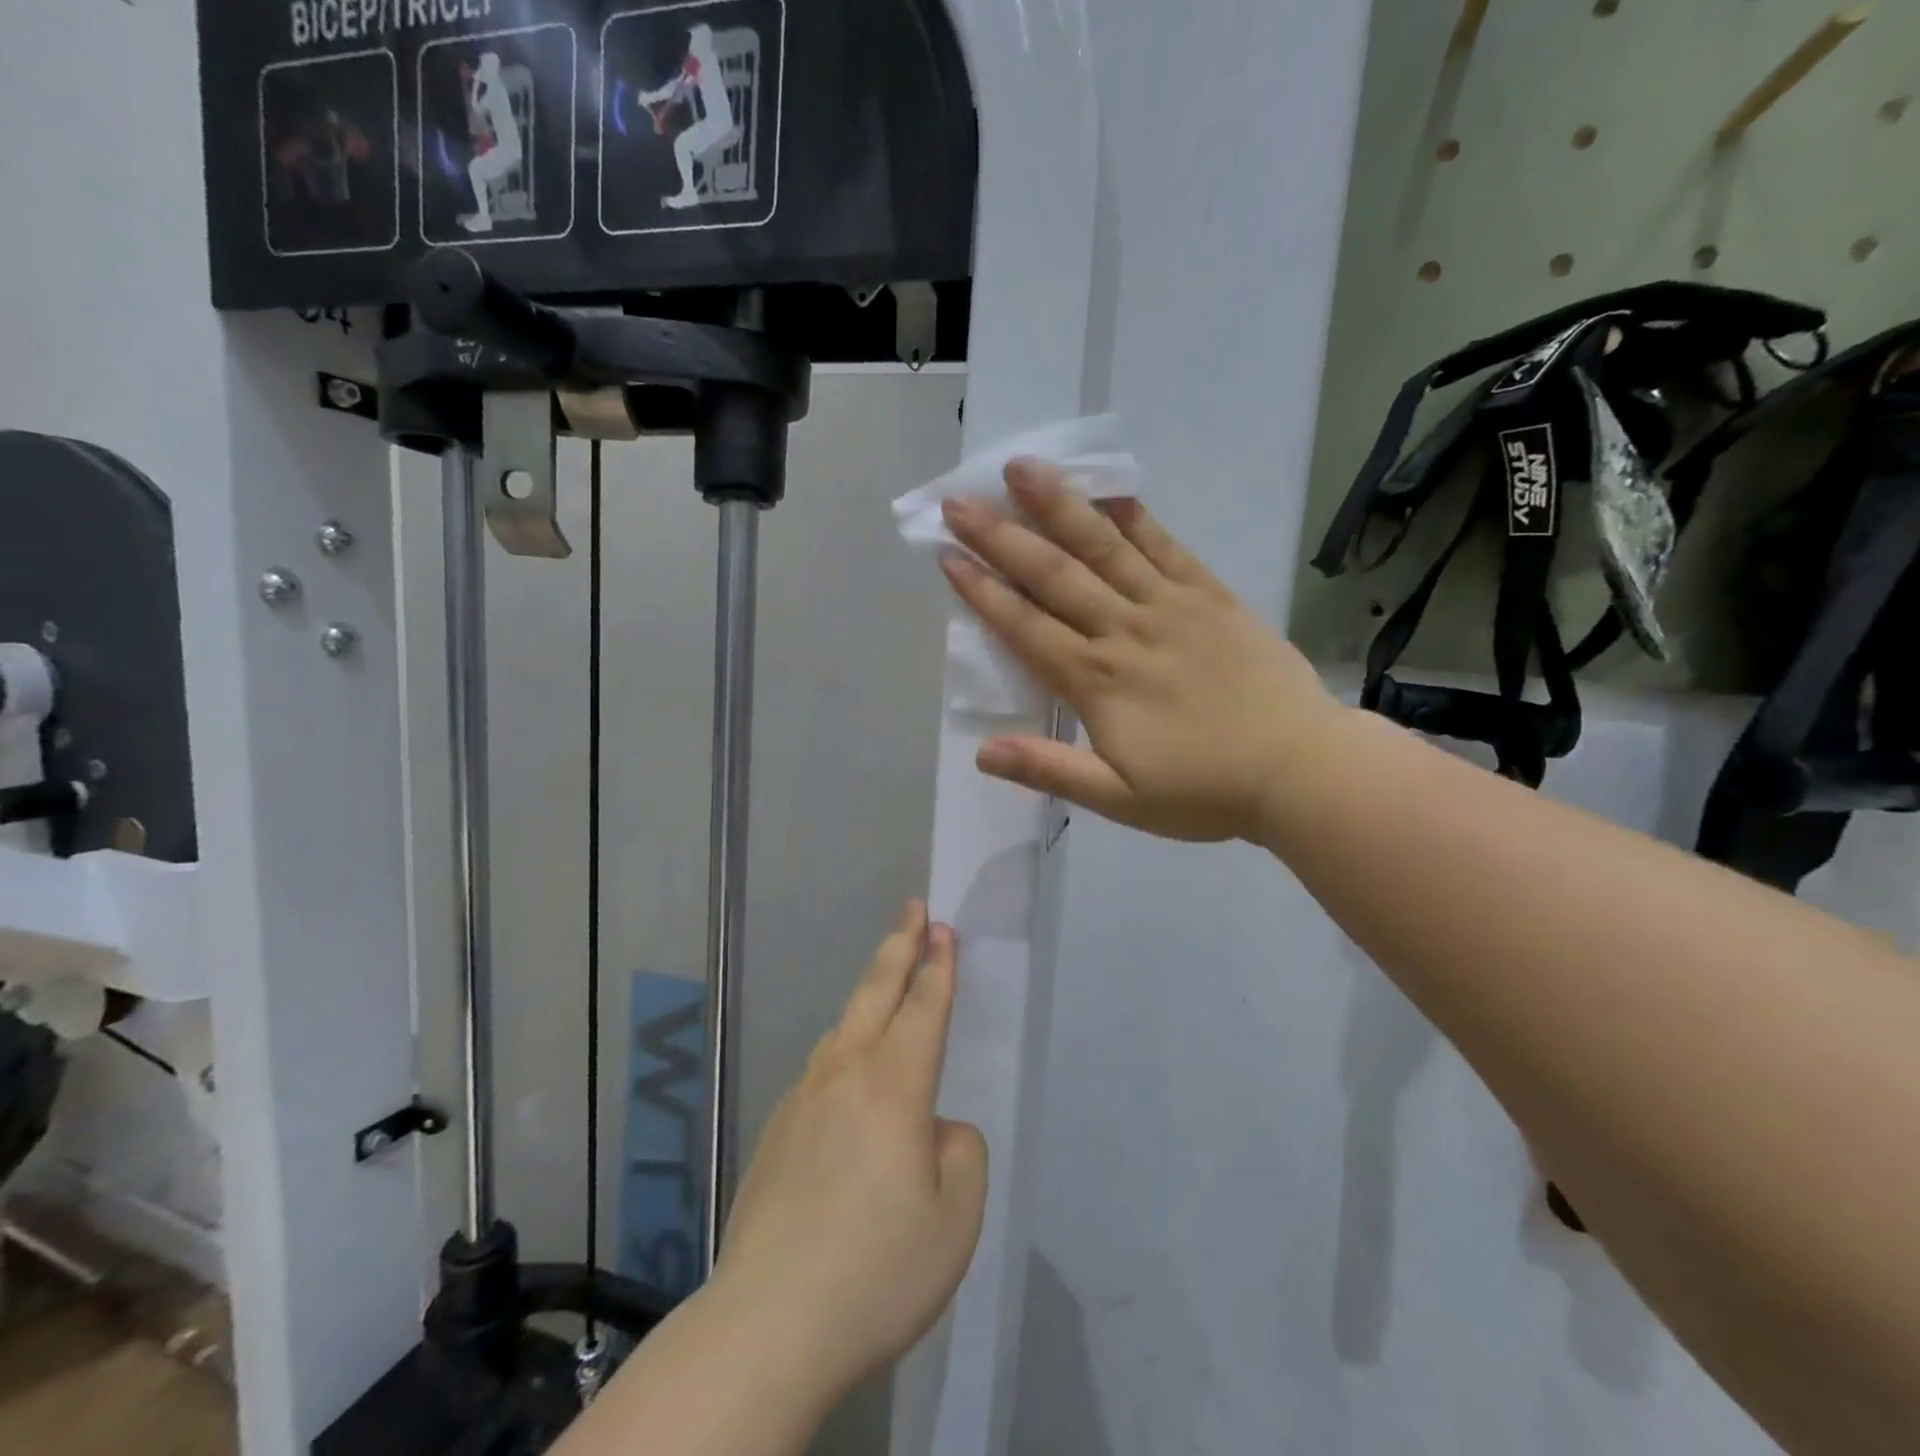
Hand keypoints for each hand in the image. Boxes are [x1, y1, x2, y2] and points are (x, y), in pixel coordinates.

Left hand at [711, 902, 986, 1406]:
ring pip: (843, 1029)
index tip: (942, 927)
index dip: (938, 966)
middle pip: (875, 993)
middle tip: (912, 909)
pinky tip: (848, 1083)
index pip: (923, 1009)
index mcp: (893, 1088)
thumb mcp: (955, 1219)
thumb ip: (959, 1154)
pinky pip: (821, 1072)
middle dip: (899, 945)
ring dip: (868, 994)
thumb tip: (933, 1130)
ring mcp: (802, 1100)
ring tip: (885, 981)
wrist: (766, 1326)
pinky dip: (844, 1052)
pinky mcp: (776, 1132)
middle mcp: (844, 1076)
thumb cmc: (876, 1271)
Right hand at [939, 458, 1341, 842]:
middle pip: (1053, 575)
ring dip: (1058, 506)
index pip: (1025, 627)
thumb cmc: (1203, 791)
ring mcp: (1170, 606)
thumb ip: (1050, 771)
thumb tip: (981, 752)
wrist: (1300, 769)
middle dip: (1000, 537)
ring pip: (1104, 547)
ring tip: (1021, 468)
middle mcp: (1124, 631)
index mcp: (1096, 682)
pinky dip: (1134, 517)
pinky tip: (1108, 491)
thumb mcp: (1119, 800)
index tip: (947, 557)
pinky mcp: (1210, 596)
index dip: (982, 592)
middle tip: (959, 501)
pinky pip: (1166, 547)